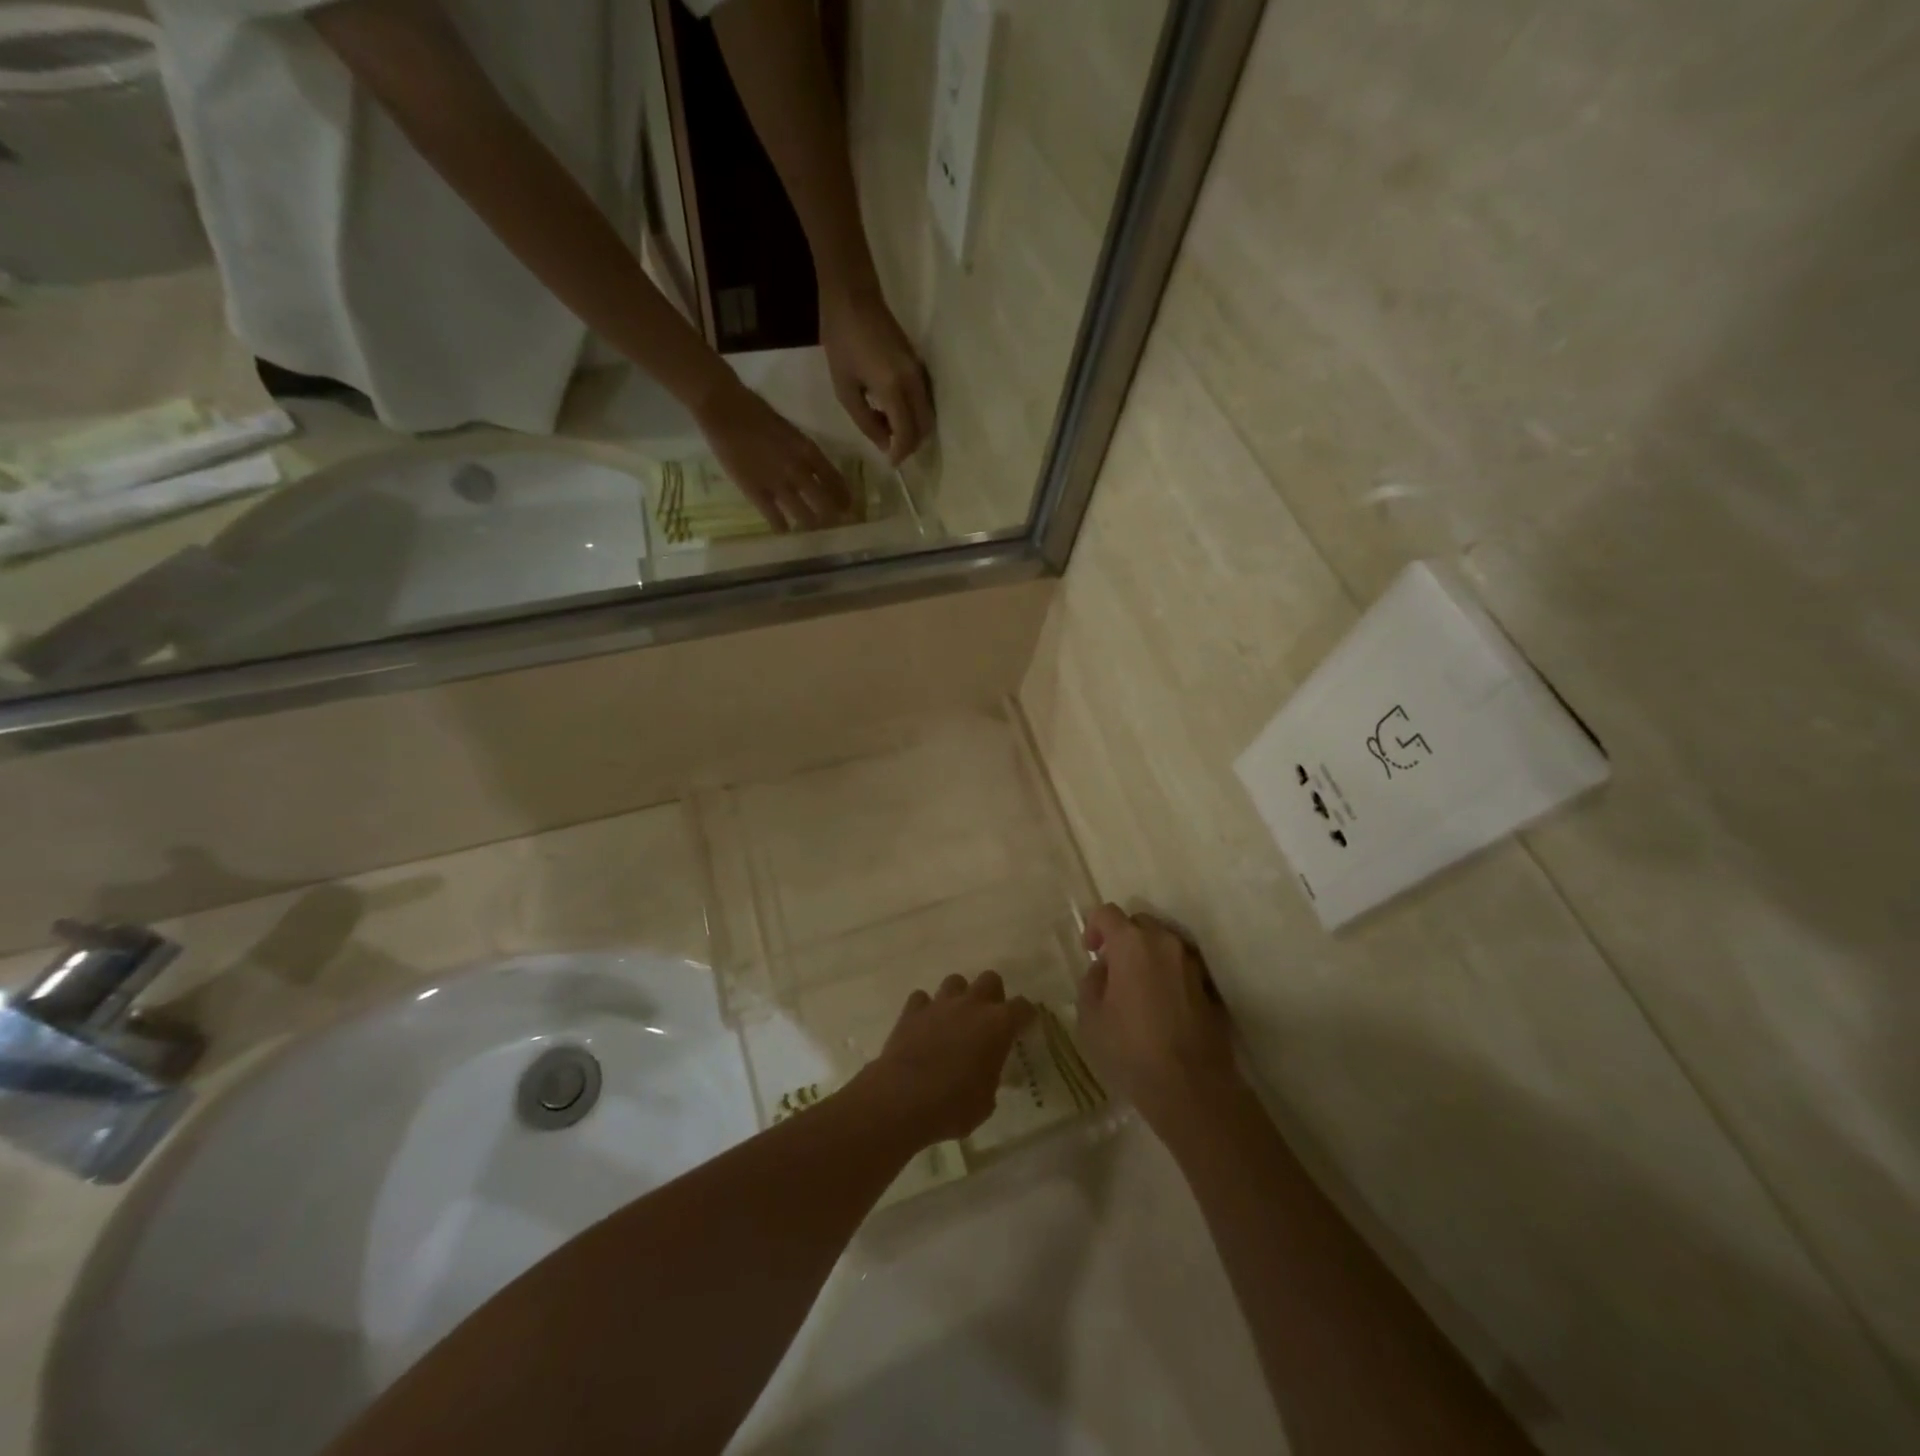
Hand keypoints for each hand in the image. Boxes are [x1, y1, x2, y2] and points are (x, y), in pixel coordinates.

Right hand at [693, 378, 850, 531]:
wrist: (723, 408)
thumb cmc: (755, 411)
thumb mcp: (789, 430)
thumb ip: (802, 452)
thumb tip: (813, 470)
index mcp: (808, 451)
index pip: (834, 479)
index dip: (843, 496)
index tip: (849, 507)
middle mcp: (798, 470)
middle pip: (824, 501)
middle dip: (833, 516)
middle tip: (836, 524)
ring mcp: (778, 483)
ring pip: (803, 514)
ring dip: (811, 524)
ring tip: (814, 531)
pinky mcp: (756, 492)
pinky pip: (774, 517)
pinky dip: (782, 527)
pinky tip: (785, 532)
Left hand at [820, 288, 934, 463]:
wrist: (854, 295)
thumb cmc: (842, 340)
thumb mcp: (844, 387)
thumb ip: (865, 420)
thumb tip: (884, 443)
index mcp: (894, 389)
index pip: (908, 433)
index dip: (901, 453)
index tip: (890, 462)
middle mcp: (913, 382)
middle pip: (924, 427)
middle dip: (911, 444)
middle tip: (890, 448)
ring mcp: (919, 372)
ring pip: (927, 414)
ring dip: (912, 429)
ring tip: (887, 429)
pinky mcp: (919, 365)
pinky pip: (924, 400)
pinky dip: (913, 413)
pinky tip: (890, 410)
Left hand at [855, 971, 1032, 1146]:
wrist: (902, 1100)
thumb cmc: (953, 1106)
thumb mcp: (986, 1101)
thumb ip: (991, 1077)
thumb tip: (987, 1073)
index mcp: (998, 1025)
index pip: (1022, 1007)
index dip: (1026, 1015)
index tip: (1025, 1026)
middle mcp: (971, 1005)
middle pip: (990, 979)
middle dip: (993, 995)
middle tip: (988, 1019)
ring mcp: (940, 1004)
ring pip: (955, 981)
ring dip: (958, 997)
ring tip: (955, 1019)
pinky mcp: (911, 1011)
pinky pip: (922, 998)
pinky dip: (925, 1009)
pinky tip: (924, 1026)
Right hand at [1077, 904, 1244, 1135]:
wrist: (1190, 1087)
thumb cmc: (1130, 1048)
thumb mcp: (1090, 1016)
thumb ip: (1093, 981)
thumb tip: (1105, 969)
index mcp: (1131, 943)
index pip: (1107, 913)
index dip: (1093, 927)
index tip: (1090, 951)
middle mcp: (1165, 943)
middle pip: (1140, 923)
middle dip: (1123, 938)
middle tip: (1112, 969)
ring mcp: (1192, 964)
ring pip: (1164, 944)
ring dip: (1148, 957)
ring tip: (1138, 989)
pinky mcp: (1210, 988)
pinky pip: (1182, 968)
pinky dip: (1168, 976)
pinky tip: (1161, 1006)